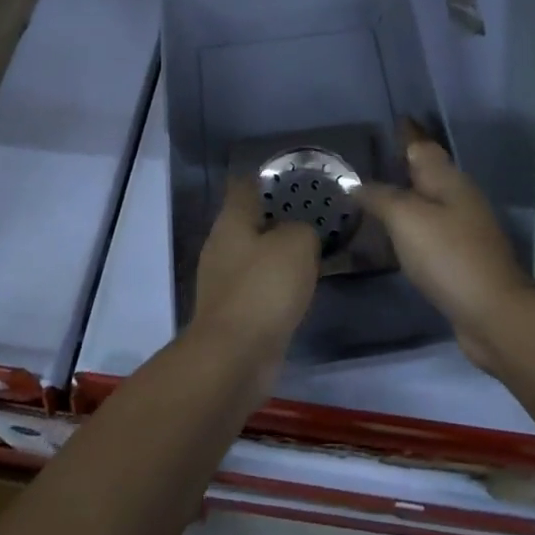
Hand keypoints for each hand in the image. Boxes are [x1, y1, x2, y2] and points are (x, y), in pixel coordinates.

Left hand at [193, 175, 319, 367]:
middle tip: (312, 215)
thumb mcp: (297, 244)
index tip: (293, 177)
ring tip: (312, 251)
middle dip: (278, 217)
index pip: (245, 185)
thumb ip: (302, 229)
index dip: (267, 177)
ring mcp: (224, 281)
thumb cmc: (264, 288)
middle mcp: (222, 245)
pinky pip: (259, 286)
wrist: (236, 357)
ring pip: (255, 255)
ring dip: (279, 253)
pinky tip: (300, 288)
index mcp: (232, 220)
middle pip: (250, 220)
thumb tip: (299, 235)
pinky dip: (277, 284)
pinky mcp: (233, 312)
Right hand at [356, 130, 534, 369]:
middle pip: (427, 173)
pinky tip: (393, 238)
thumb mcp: (406, 218)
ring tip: (372, 199)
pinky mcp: (461, 258)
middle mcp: (459, 197)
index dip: (405, 134)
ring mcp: (464, 229)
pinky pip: (429, 231)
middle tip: (368, 163)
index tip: (388, 123)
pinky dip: (410, 228)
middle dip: (401, 166)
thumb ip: (380, 196)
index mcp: (448, 180)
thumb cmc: (448, 255)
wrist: (493, 312)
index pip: (422, 146)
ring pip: (428, 203)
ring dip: (405, 198)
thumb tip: (355, 183)